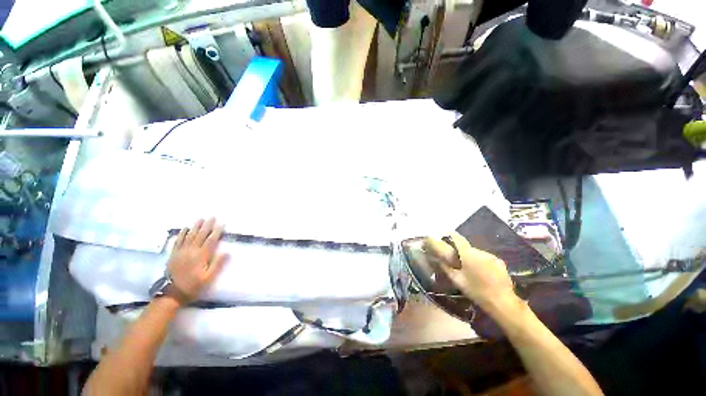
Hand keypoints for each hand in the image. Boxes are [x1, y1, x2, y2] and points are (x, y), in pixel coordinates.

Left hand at [166, 218, 226, 304]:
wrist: (172, 293)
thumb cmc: (193, 285)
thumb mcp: (208, 277)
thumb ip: (217, 264)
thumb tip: (227, 252)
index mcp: (201, 256)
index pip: (211, 240)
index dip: (217, 232)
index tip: (221, 224)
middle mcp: (191, 251)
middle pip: (201, 235)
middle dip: (207, 225)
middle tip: (212, 217)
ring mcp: (181, 252)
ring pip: (190, 236)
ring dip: (196, 226)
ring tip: (200, 219)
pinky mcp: (174, 254)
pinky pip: (178, 241)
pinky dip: (182, 233)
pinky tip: (185, 228)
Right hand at [425, 232, 518, 312]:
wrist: (502, 302)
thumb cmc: (476, 291)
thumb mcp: (457, 280)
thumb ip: (446, 267)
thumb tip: (437, 259)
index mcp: (468, 254)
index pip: (458, 239)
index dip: (451, 234)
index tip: (446, 232)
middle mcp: (480, 252)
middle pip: (468, 248)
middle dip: (462, 252)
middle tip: (458, 262)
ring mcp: (492, 256)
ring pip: (477, 254)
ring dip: (473, 258)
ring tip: (471, 270)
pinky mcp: (500, 262)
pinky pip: (486, 258)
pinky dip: (482, 262)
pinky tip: (483, 273)